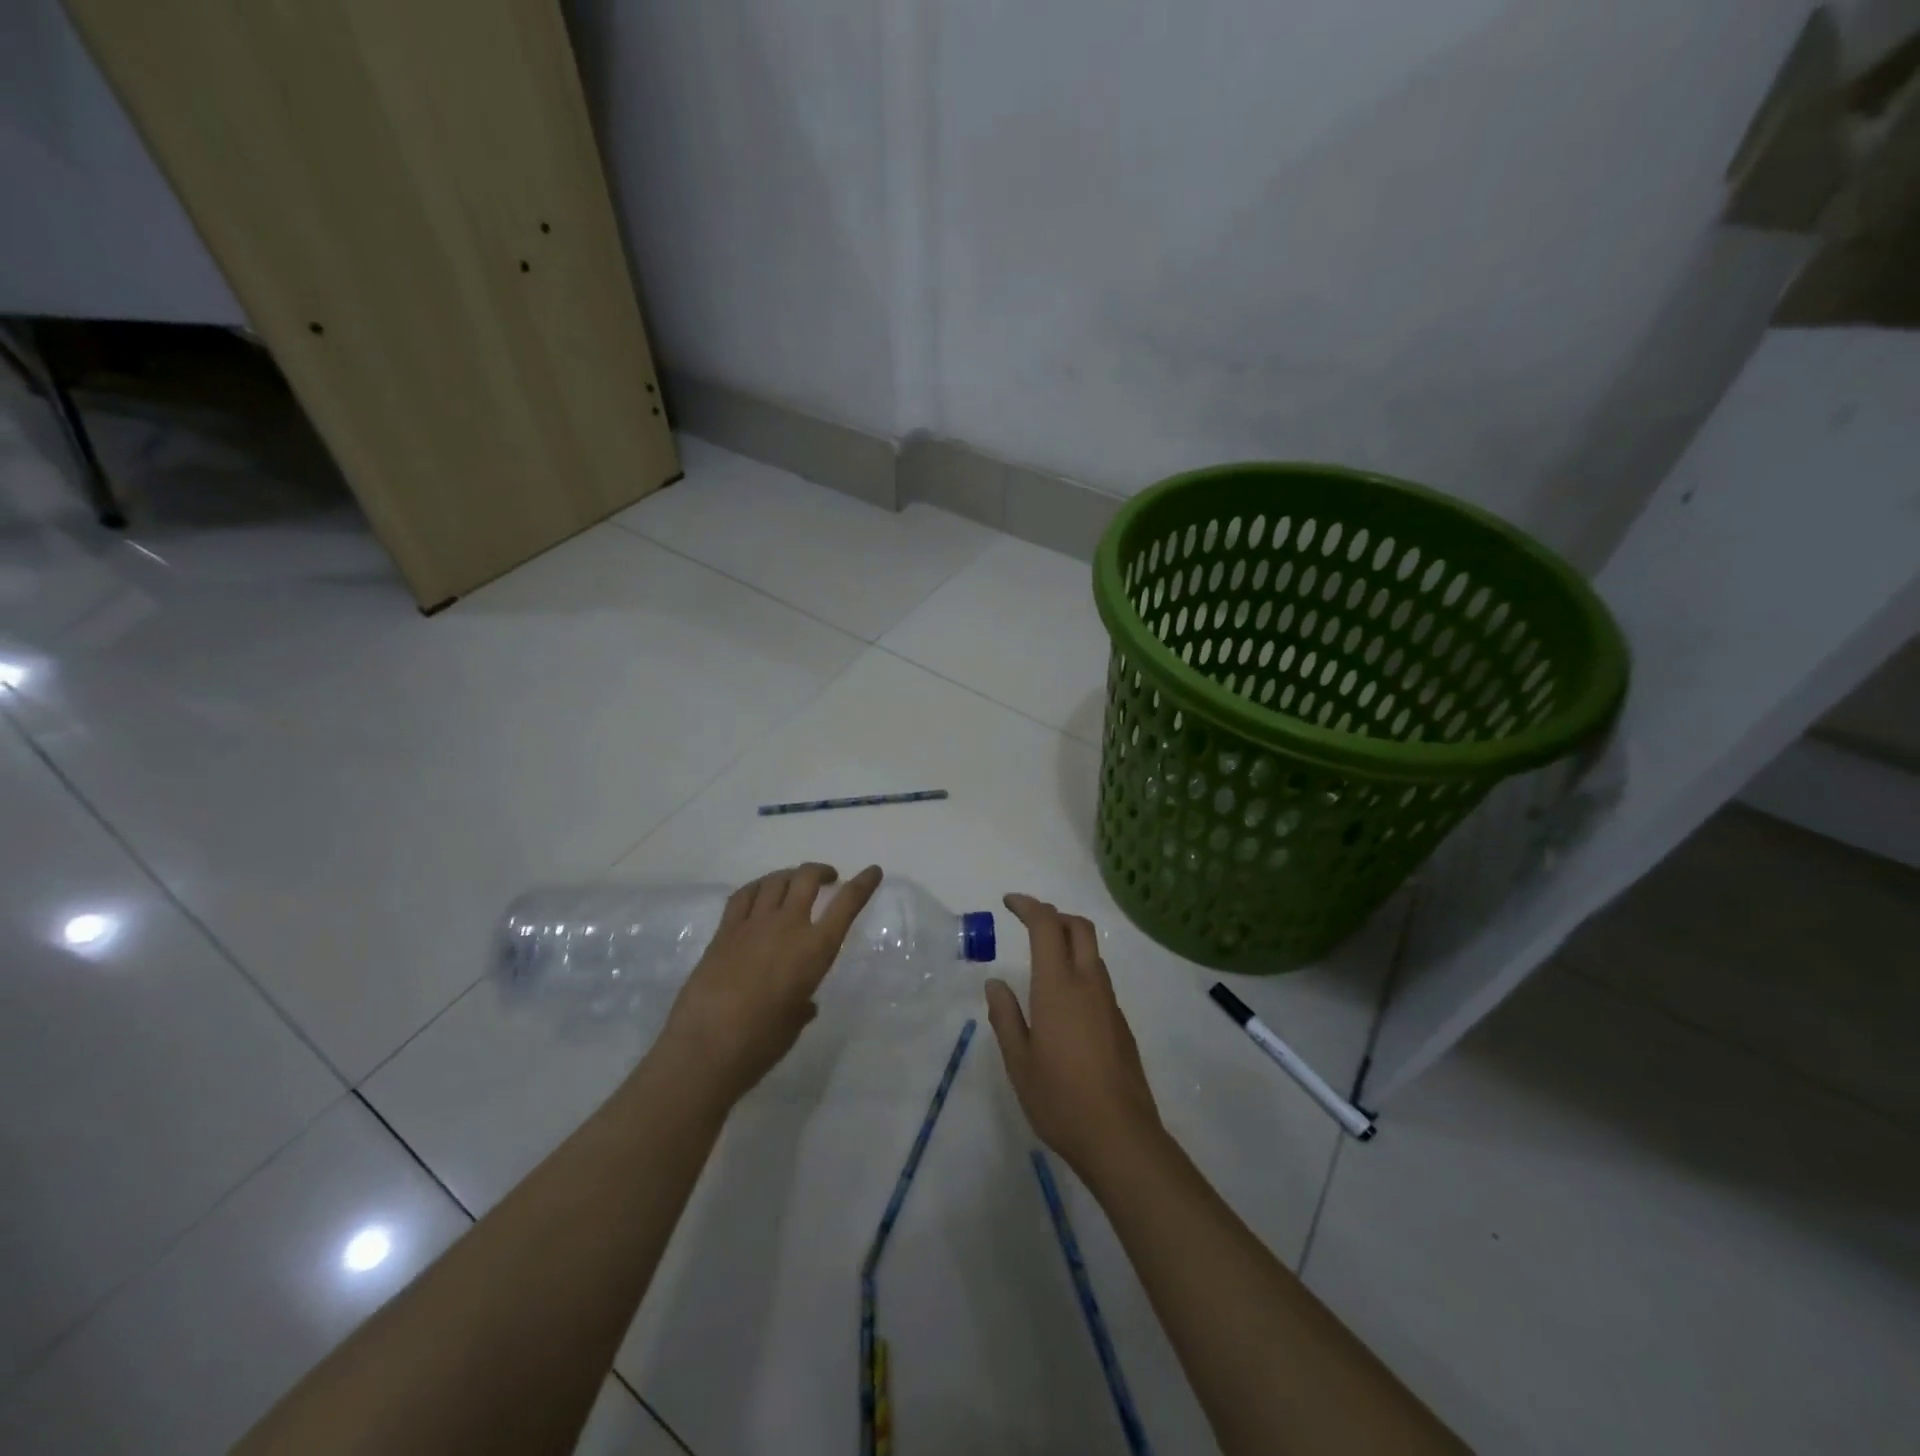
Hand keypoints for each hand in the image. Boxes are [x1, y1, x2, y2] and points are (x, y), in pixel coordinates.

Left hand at [655, 863, 882, 1104]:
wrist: (706, 1048)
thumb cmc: (761, 1043)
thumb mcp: (794, 1022)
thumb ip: (803, 1005)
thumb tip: (804, 1004)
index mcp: (815, 949)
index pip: (847, 904)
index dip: (863, 884)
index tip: (873, 871)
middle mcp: (788, 926)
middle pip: (807, 878)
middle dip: (821, 872)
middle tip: (828, 879)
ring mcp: (753, 925)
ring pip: (775, 880)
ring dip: (790, 875)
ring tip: (794, 883)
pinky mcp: (724, 931)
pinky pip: (743, 895)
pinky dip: (758, 887)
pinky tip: (760, 893)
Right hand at [985, 894, 1161, 1179]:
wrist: (1120, 1137)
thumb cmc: (1060, 1099)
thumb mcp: (1019, 1061)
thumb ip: (1005, 1016)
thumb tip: (996, 984)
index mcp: (1058, 986)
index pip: (1046, 926)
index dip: (1028, 906)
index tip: (1008, 903)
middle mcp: (1088, 984)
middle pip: (1078, 928)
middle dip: (1054, 915)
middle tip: (1028, 922)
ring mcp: (1109, 1003)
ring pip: (1092, 953)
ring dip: (1069, 941)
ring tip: (1043, 959)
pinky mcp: (1121, 1024)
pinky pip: (1099, 980)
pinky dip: (1080, 969)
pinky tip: (1064, 1002)